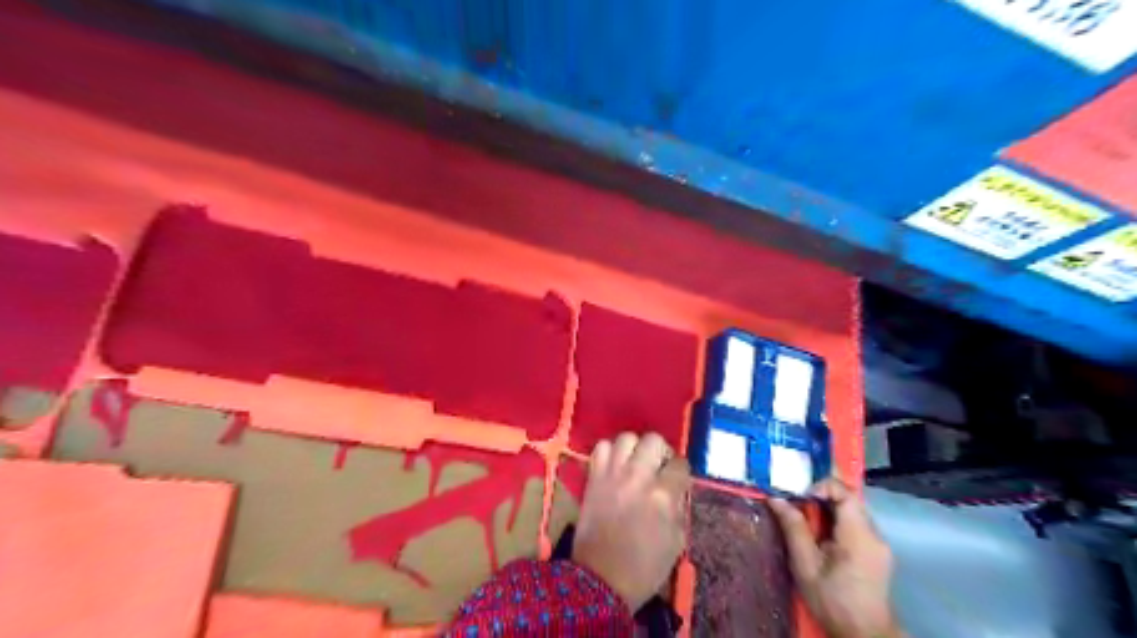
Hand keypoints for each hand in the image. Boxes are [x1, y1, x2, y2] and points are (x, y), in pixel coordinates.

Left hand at [574, 430, 687, 609]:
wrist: (601, 579)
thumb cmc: (644, 568)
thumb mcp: (676, 543)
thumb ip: (679, 509)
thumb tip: (676, 492)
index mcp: (663, 496)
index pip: (680, 464)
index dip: (681, 471)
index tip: (677, 480)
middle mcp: (638, 477)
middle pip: (653, 440)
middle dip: (660, 451)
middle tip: (658, 467)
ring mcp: (613, 474)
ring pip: (627, 437)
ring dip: (635, 448)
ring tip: (635, 463)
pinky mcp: (593, 477)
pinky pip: (602, 447)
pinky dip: (610, 452)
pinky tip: (615, 466)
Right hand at [767, 479, 901, 637]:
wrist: (864, 635)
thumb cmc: (832, 600)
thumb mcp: (805, 565)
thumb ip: (794, 528)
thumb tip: (775, 499)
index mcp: (859, 536)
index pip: (846, 493)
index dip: (821, 486)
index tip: (799, 496)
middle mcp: (874, 534)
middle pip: (850, 498)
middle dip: (821, 494)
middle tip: (797, 500)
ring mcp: (878, 543)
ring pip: (852, 510)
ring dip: (828, 507)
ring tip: (805, 516)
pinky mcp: (876, 551)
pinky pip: (856, 523)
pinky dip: (836, 519)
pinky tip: (820, 533)